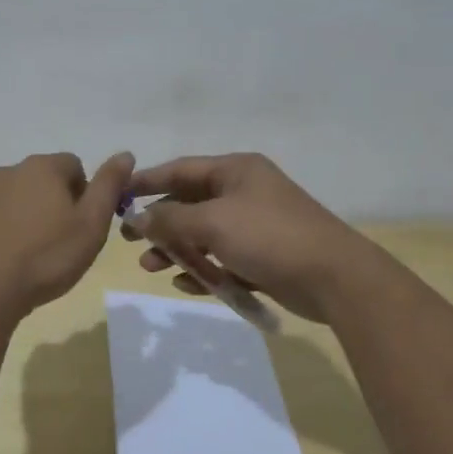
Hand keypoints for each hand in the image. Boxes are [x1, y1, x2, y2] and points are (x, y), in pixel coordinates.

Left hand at [0, 151, 134, 321]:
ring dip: (26, 218)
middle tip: (60, 243)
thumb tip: (125, 154)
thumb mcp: (91, 225)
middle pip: (42, 180)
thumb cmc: (46, 258)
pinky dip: (0, 233)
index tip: (82, 226)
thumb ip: (109, 186)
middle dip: (54, 204)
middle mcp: (8, 172)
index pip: (74, 166)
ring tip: (32, 256)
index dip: (84, 194)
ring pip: (14, 199)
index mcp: (42, 168)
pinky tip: (4, 262)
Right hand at [120, 153, 374, 321]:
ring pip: (204, 234)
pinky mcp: (264, 257)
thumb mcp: (213, 222)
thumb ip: (170, 219)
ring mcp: (256, 226)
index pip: (181, 169)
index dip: (147, 181)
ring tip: (150, 267)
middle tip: (129, 239)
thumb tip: (138, 218)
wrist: (335, 279)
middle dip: (159, 222)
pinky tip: (186, 284)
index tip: (117, 194)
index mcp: (236, 171)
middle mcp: (245, 192)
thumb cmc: (269, 237)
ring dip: (177, 249)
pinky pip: (223, 259)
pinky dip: (203, 270)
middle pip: (190, 203)